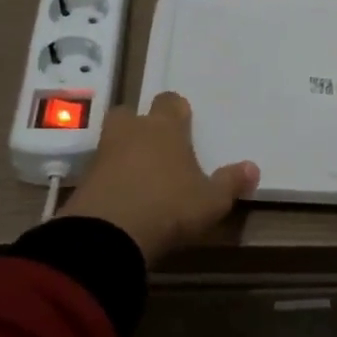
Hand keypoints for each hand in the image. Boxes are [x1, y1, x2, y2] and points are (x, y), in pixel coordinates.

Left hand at [62, 92, 258, 263]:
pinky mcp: (83, 180)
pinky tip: (122, 196)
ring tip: (139, 174)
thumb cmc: (169, 207)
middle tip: (155, 145)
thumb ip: (230, 183)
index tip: (184, 124)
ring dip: (123, 152)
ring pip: (113, 140)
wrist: (108, 234)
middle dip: (140, 125)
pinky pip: (100, 169)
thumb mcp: (210, 201)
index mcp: (164, 127)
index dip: (176, 111)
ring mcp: (103, 153)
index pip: (170, 102)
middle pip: (131, 113)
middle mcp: (132, 131)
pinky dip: (109, 178)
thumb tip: (252, 167)